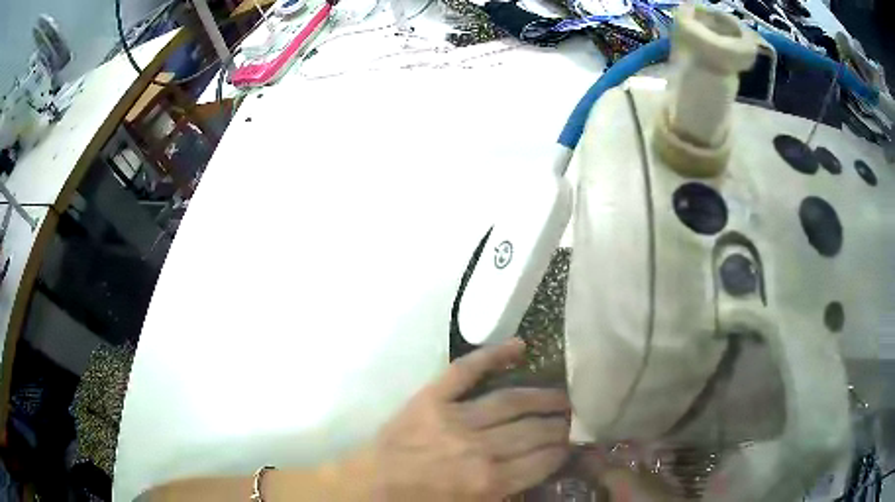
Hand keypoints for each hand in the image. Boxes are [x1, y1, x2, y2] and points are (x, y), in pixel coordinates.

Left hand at [348, 338, 570, 499]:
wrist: (372, 485)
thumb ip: (509, 493)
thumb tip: (541, 471)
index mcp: (489, 481)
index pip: (543, 460)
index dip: (563, 450)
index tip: (573, 443)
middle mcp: (479, 448)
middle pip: (534, 431)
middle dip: (560, 425)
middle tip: (574, 418)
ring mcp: (455, 418)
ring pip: (512, 401)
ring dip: (542, 397)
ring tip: (562, 395)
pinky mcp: (432, 398)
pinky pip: (466, 371)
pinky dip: (492, 355)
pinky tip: (519, 346)